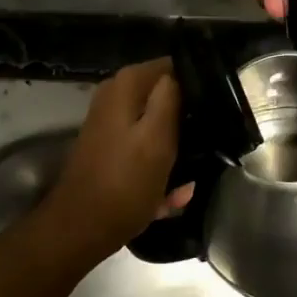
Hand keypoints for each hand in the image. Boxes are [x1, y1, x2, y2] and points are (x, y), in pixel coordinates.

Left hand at [40, 59, 190, 264]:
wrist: (81, 229)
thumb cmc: (124, 183)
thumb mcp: (158, 138)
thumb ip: (170, 97)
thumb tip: (180, 72)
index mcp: (126, 85)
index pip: (172, 66)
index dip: (196, 85)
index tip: (215, 109)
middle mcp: (115, 96)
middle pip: (165, 96)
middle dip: (186, 121)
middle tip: (209, 143)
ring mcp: (111, 124)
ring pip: (158, 126)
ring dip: (175, 150)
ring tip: (191, 175)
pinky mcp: (111, 149)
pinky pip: (145, 150)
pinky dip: (158, 169)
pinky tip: (173, 194)